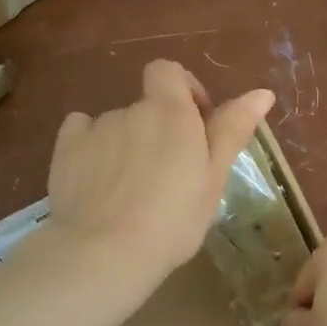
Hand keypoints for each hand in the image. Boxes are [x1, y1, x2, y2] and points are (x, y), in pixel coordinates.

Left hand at [45, 60, 274, 279]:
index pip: (169, 72)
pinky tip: (96, 180)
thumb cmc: (172, 221)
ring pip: (116, 127)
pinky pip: (80, 134)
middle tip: (168, 177)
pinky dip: (90, 148)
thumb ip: (232, 130)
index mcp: (170, 113)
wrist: (103, 253)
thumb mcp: (213, 180)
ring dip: (127, 146)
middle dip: (157, 132)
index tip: (194, 126)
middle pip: (146, 108)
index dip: (182, 90)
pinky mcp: (64, 150)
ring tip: (130, 192)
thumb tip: (261, 92)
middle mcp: (131, 110)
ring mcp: (94, 128)